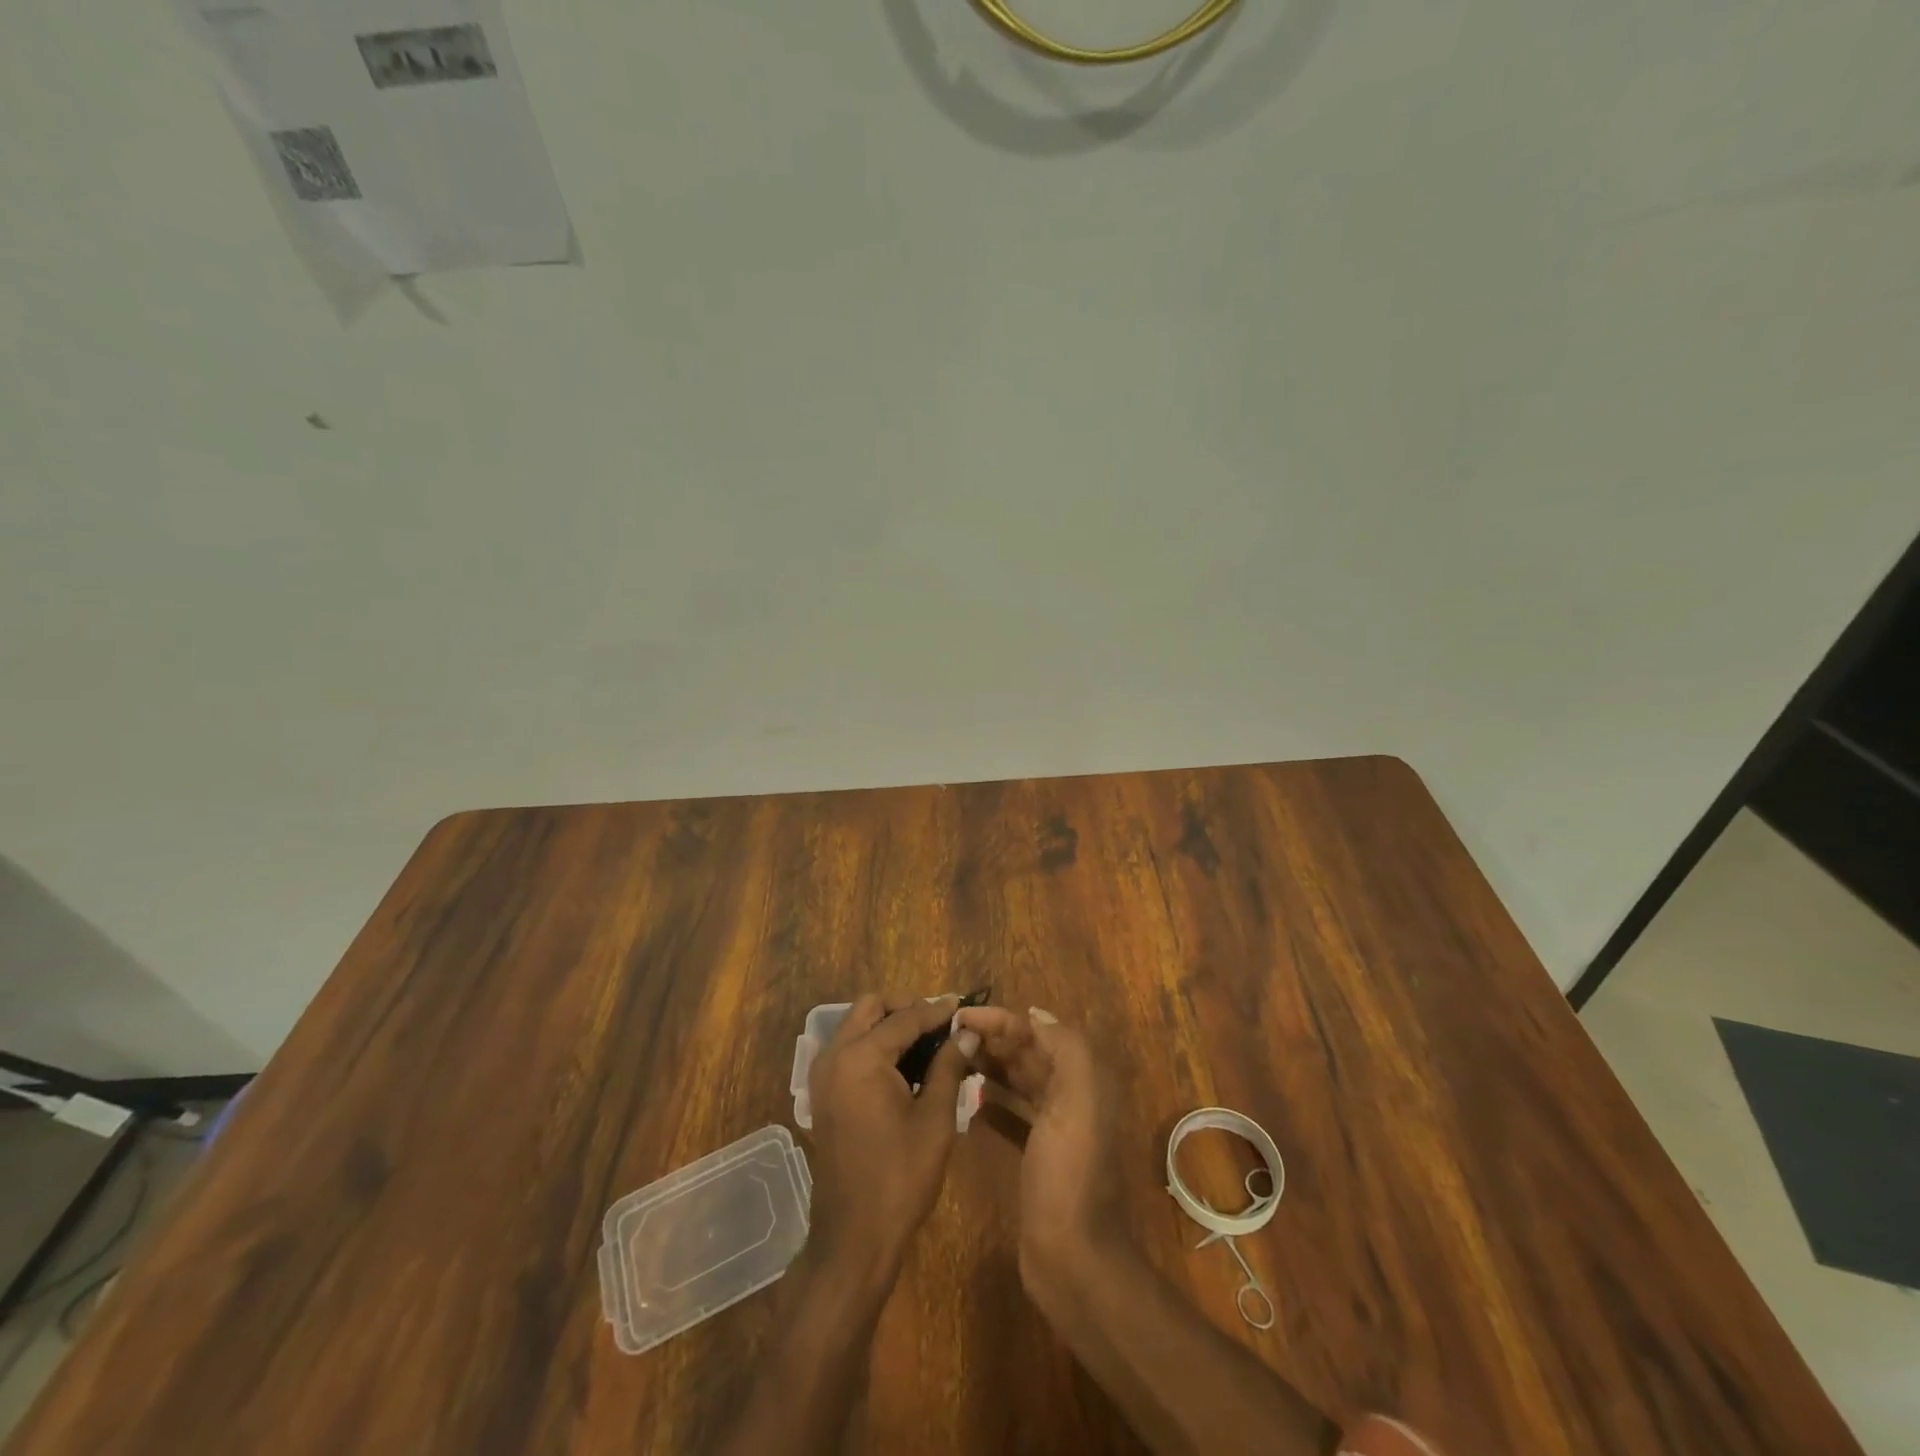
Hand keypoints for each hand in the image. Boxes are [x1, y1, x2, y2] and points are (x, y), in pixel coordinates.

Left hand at [805, 994, 971, 1285]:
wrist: (854, 1237)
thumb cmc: (900, 1178)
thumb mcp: (935, 1120)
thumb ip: (949, 1066)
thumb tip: (968, 1031)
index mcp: (861, 1058)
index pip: (905, 1018)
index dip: (938, 1011)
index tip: (964, 1006)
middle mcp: (834, 1056)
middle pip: (871, 1008)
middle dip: (906, 1008)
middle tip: (941, 1023)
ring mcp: (823, 1075)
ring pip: (857, 1025)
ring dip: (889, 1024)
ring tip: (928, 1042)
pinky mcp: (822, 1093)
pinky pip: (849, 1049)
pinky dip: (874, 1044)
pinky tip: (905, 1065)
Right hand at [955, 1006, 1125, 1295]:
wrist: (1072, 1255)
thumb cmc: (1069, 1172)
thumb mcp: (1077, 1100)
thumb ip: (1066, 1049)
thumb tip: (1035, 1015)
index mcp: (1084, 1079)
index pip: (1038, 1032)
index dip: (1002, 1019)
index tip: (960, 1016)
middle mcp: (1072, 1096)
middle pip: (1028, 1053)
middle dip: (993, 1038)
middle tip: (949, 1035)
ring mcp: (1054, 1127)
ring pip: (1019, 1080)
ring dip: (990, 1065)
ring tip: (952, 1057)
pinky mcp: (1037, 1154)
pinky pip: (1013, 1113)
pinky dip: (993, 1101)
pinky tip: (968, 1097)